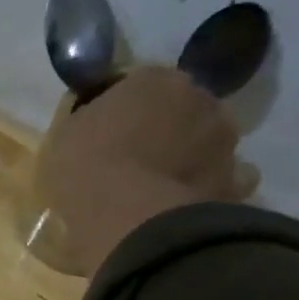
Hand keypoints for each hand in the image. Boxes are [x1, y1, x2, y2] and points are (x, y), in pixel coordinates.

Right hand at [39, 66, 258, 277]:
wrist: (130, 220)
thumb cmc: (87, 169)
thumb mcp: (63, 137)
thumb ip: (84, 120)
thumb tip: (93, 120)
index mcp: (153, 79)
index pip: (138, 84)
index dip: (122, 109)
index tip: (106, 133)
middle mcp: (198, 97)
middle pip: (178, 108)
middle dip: (163, 128)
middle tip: (135, 159)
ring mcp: (223, 140)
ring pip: (204, 141)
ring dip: (188, 156)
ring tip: (160, 187)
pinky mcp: (235, 181)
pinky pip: (224, 180)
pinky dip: (209, 188)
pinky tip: (185, 206)